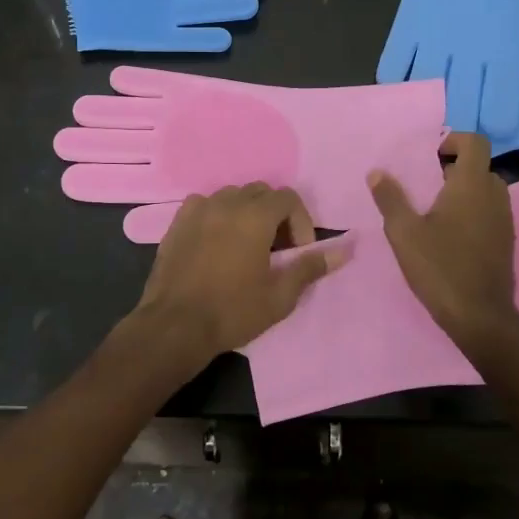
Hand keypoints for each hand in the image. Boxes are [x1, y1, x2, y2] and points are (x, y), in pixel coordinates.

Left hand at [127, 184, 343, 377]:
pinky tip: (216, 243)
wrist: (174, 326)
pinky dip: (217, 216)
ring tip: (247, 246)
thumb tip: (344, 250)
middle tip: (276, 249)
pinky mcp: (177, 222)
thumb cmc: (232, 312)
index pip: (288, 197)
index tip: (298, 251)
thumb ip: (310, 267)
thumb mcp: (279, 296)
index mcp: (254, 216)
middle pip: (261, 192)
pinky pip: (205, 205)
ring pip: (232, 196)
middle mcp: (226, 203)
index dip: (300, 221)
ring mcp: (198, 210)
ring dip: (246, 213)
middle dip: (275, 215)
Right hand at [369, 133, 518, 355]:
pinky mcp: (506, 242)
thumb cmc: (440, 267)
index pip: (474, 142)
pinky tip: (447, 236)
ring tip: (432, 211)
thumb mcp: (404, 232)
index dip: (453, 140)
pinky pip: (489, 212)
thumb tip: (377, 172)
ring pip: (485, 191)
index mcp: (471, 185)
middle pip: (478, 167)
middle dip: (452, 169)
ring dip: (462, 192)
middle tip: (424, 185)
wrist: (480, 316)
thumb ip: (390, 198)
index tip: (429, 155)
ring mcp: (504, 220)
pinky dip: (471, 212)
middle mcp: (494, 196)